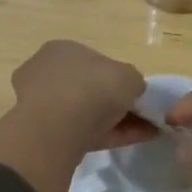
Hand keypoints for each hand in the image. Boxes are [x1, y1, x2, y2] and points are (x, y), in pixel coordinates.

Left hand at [0, 41, 149, 191]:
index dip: (118, 78)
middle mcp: (49, 74)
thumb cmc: (92, 88)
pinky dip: (110, 136)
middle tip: (143, 115)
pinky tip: (135, 141)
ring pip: (87, 113)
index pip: (94, 62)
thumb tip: (132, 90)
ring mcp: (44, 106)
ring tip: (148, 131)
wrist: (57, 129)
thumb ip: (133, 81)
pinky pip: (85, 132)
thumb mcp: (128, 76)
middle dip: (116, 102)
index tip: (136, 93)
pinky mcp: (46, 135)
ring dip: (117, 122)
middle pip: (90, 89)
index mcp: (64, 50)